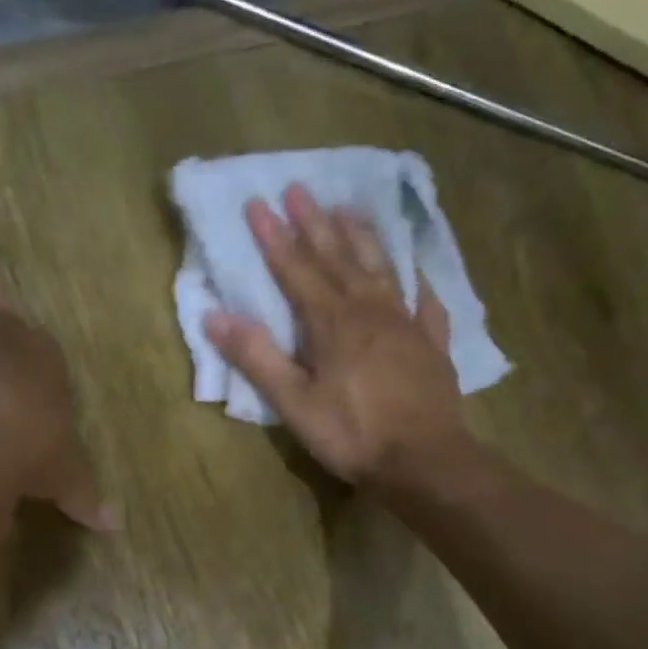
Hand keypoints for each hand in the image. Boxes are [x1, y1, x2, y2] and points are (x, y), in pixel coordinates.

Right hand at [203, 185, 478, 490]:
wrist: (424, 461)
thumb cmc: (351, 433)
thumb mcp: (293, 402)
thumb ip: (256, 357)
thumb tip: (215, 316)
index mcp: (332, 323)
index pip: (297, 270)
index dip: (275, 238)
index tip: (258, 203)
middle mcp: (370, 310)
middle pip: (338, 258)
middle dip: (315, 223)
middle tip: (300, 188)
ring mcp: (406, 323)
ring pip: (381, 268)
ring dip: (362, 237)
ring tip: (349, 208)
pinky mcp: (432, 344)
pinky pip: (425, 301)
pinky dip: (415, 280)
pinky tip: (414, 271)